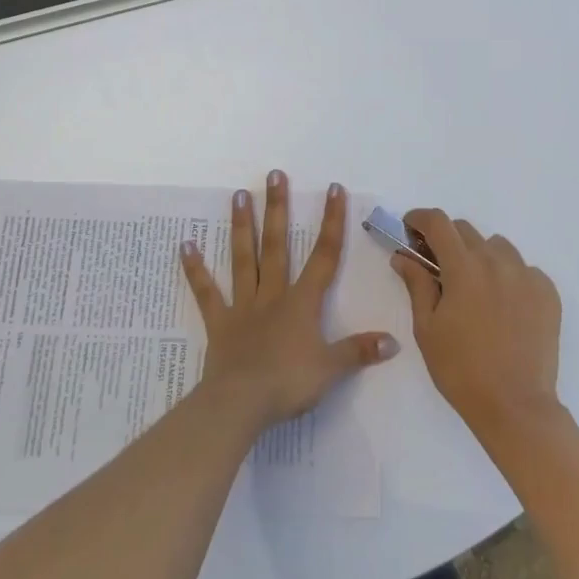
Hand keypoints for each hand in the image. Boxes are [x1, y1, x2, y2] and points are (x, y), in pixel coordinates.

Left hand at [180, 172, 397, 429]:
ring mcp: (243, 306)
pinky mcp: (219, 322)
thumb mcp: (331, 369)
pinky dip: (196, 269)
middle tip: (273, 175)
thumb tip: (394, 341)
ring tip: (238, 195)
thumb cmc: (288, 383)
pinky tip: (185, 245)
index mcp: (302, 303)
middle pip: (277, 245)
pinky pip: (206, 292)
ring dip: (242, 227)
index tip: (333, 189)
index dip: (331, 221)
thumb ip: (359, 351)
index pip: (324, 255)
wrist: (241, 403)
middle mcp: (273, 295)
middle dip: (278, 209)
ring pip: (244, 259)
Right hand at [393, 210, 563, 440]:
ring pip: (497, 247)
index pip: (438, 222)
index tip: (409, 229)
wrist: (516, 407)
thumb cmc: (461, 370)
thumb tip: (403, 256)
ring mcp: (527, 275)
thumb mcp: (427, 328)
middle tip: (437, 266)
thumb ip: (416, 284)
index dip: (419, 219)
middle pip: (466, 231)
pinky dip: (507, 276)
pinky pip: (523, 269)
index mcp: (464, 267)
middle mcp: (497, 261)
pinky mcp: (548, 292)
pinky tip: (502, 306)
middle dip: (446, 240)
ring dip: (479, 256)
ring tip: (474, 288)